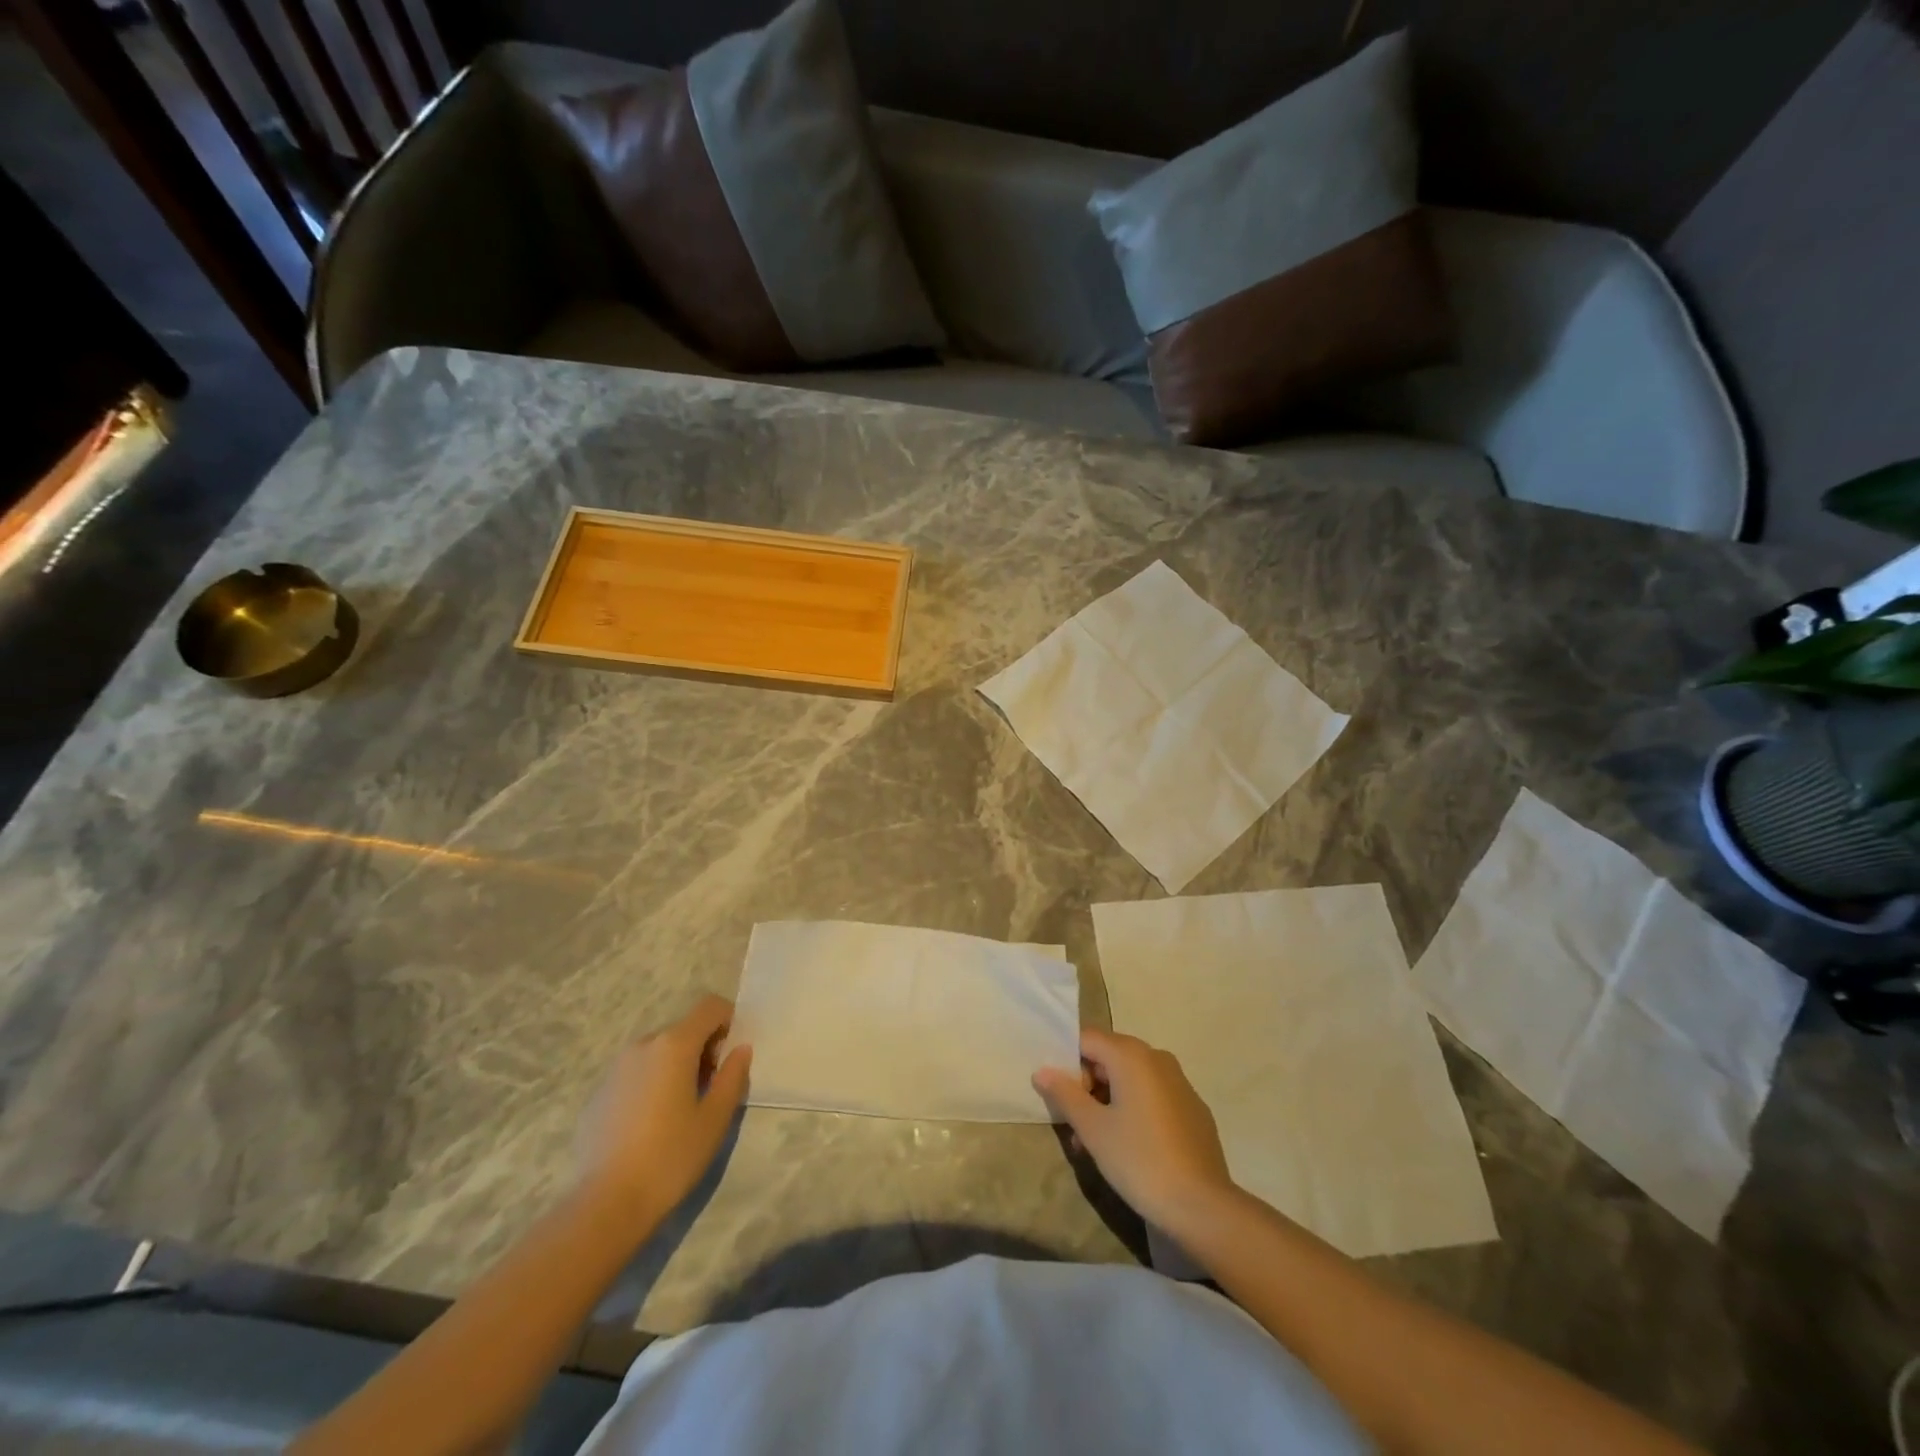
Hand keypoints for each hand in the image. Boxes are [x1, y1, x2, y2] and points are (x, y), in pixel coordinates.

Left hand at [575, 994, 751, 1228]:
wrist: (606, 1205)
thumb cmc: (671, 1156)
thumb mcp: (716, 1117)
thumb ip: (733, 1075)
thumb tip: (740, 1050)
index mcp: (674, 1045)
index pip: (709, 1007)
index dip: (728, 1021)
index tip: (732, 1055)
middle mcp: (643, 1045)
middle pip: (683, 1029)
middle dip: (704, 1048)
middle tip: (712, 1088)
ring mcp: (615, 1069)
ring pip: (658, 1052)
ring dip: (676, 1065)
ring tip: (681, 1108)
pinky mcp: (598, 1093)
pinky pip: (635, 1074)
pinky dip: (651, 1083)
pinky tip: (651, 1125)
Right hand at [1033, 1028, 1233, 1232]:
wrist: (1202, 1206)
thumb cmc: (1140, 1160)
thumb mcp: (1093, 1129)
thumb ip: (1065, 1094)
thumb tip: (1042, 1070)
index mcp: (1131, 1055)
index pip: (1087, 1040)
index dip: (1067, 1063)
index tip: (1059, 1097)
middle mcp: (1157, 1058)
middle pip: (1109, 1057)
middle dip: (1087, 1086)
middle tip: (1074, 1125)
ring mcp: (1180, 1082)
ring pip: (1131, 1079)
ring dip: (1108, 1101)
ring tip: (1095, 1144)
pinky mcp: (1193, 1108)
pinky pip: (1153, 1096)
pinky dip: (1134, 1110)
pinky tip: (1130, 1147)